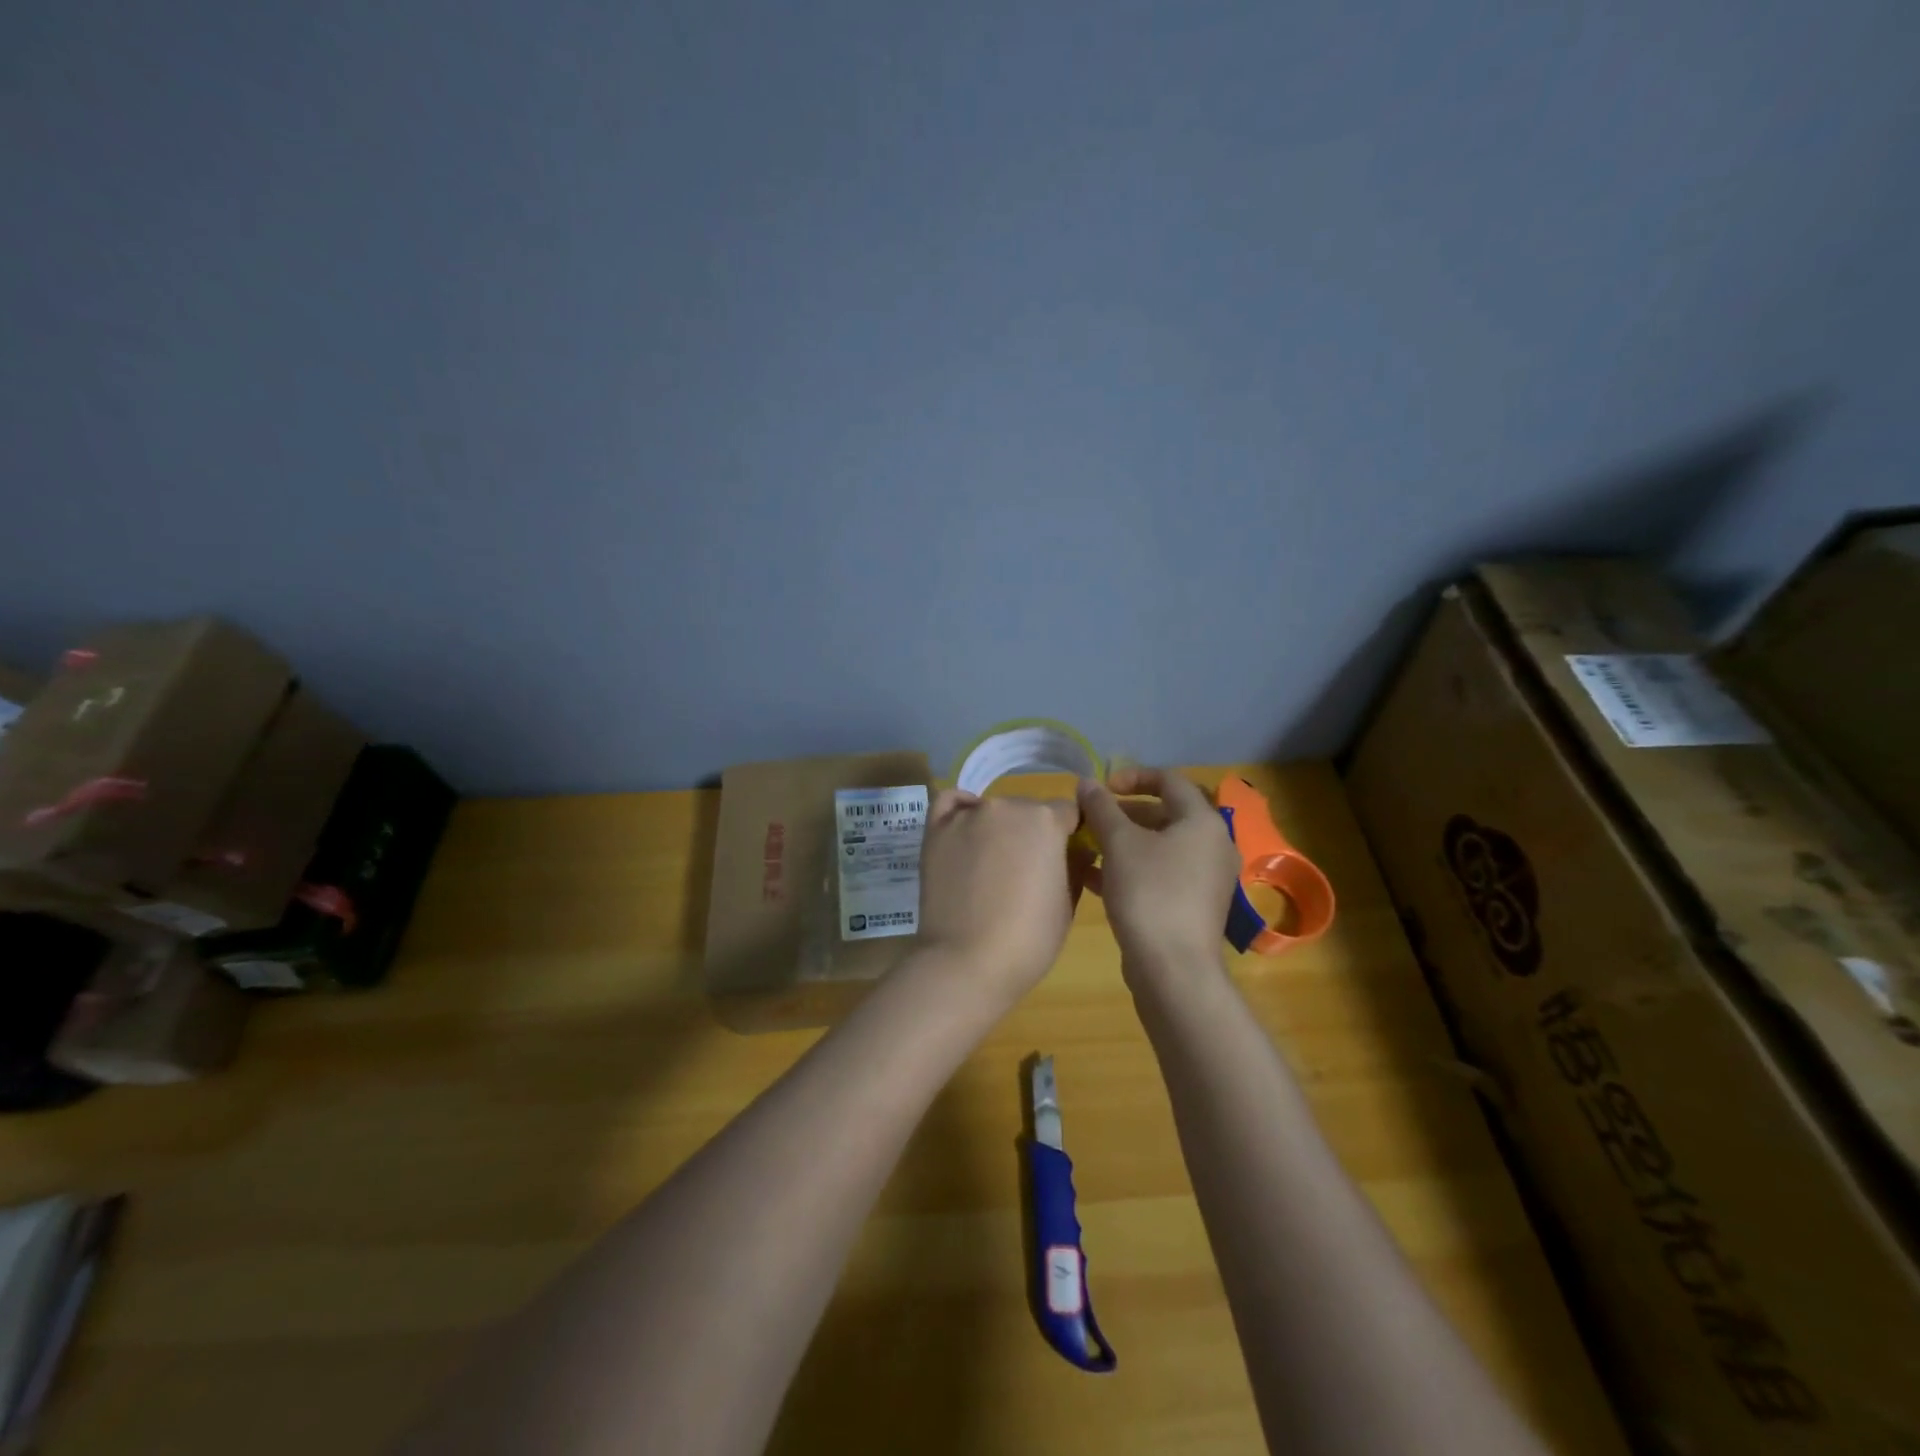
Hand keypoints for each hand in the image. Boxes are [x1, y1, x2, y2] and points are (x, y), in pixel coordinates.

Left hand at [913, 788, 1082, 1008]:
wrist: (966, 961)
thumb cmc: (1028, 938)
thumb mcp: (1067, 904)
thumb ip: (1076, 865)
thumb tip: (1079, 849)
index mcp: (1046, 820)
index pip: (1067, 813)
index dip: (1069, 836)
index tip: (1065, 859)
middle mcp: (1007, 806)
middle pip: (1028, 810)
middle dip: (1032, 833)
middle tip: (1025, 871)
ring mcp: (968, 816)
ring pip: (992, 810)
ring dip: (998, 828)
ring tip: (990, 865)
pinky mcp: (936, 830)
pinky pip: (952, 804)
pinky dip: (961, 811)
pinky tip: (965, 833)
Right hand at [1077, 767, 1239, 977]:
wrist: (1173, 969)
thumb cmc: (1149, 893)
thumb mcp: (1119, 843)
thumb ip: (1101, 808)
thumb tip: (1087, 783)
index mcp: (1203, 822)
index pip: (1170, 780)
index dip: (1133, 776)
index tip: (1102, 788)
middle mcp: (1212, 846)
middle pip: (1165, 814)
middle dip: (1123, 813)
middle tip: (1091, 820)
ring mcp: (1205, 879)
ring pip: (1160, 847)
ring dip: (1123, 842)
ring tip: (1088, 847)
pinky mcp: (1193, 906)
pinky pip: (1160, 874)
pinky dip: (1131, 869)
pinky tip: (1094, 879)